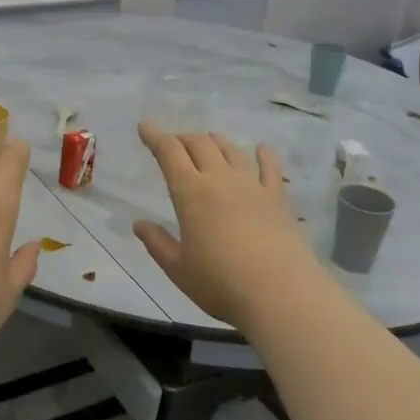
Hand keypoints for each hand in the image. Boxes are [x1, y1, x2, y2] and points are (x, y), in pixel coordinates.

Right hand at [133, 121, 317, 329]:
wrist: (280, 293)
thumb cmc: (220, 283)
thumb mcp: (178, 268)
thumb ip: (157, 243)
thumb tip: (139, 224)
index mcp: (191, 192)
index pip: (169, 153)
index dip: (155, 136)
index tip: (145, 126)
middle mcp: (221, 179)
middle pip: (200, 144)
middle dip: (183, 138)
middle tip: (174, 143)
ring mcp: (253, 186)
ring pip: (232, 150)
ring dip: (216, 142)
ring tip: (209, 142)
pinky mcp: (278, 199)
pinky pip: (270, 168)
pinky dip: (264, 155)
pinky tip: (262, 150)